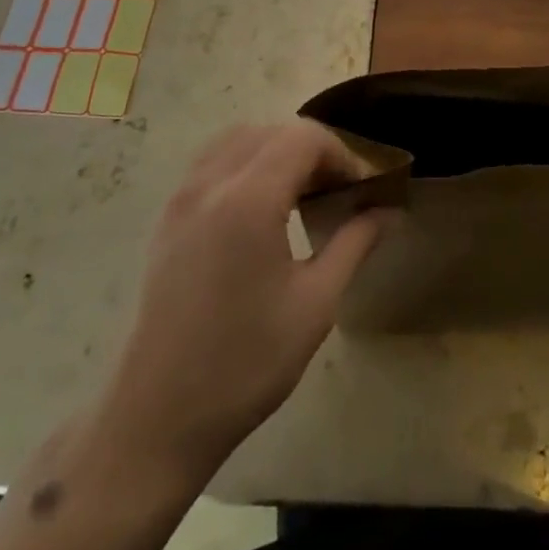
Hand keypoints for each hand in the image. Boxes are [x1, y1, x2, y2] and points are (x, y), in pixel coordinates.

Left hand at [94, 123, 391, 483]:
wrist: (159, 416)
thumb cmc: (246, 362)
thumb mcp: (316, 303)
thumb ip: (355, 243)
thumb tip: (389, 211)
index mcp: (249, 200)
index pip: (304, 138)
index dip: (342, 154)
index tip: (363, 189)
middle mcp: (210, 185)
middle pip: (272, 132)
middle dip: (313, 150)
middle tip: (339, 190)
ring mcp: (182, 200)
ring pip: (237, 140)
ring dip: (276, 151)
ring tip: (302, 193)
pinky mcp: (167, 219)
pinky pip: (211, 164)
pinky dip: (245, 164)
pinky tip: (262, 209)